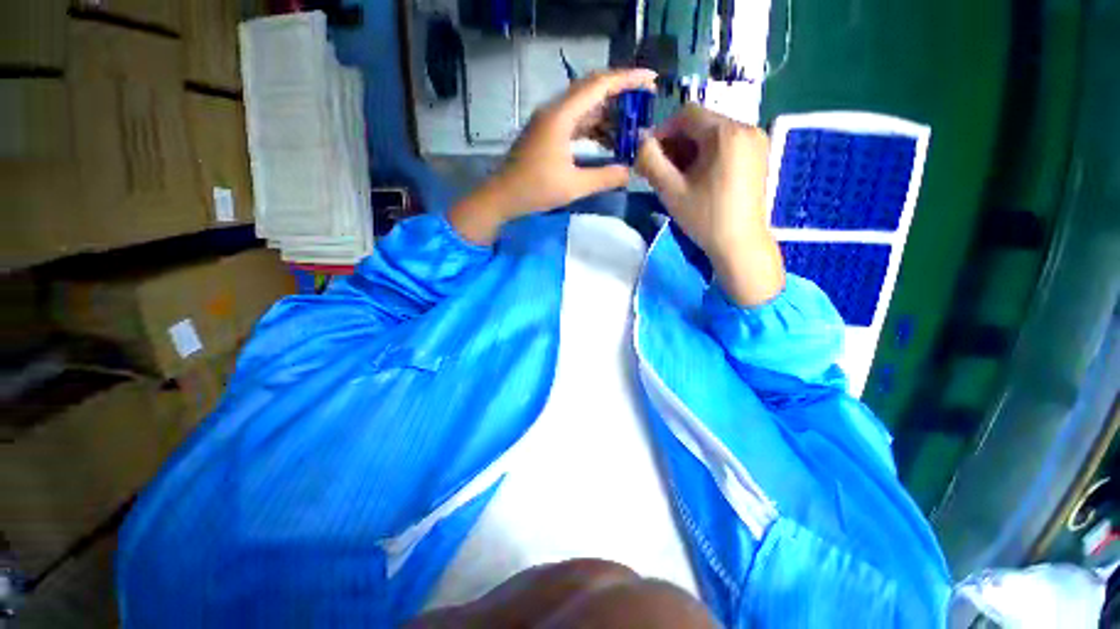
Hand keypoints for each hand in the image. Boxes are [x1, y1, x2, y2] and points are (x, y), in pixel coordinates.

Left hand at [449, 68, 657, 243]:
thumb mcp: (574, 186)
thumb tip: (630, 172)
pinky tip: (608, 140)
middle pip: (592, 90)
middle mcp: (555, 110)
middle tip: (646, 101)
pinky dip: (594, 128)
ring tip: (631, 126)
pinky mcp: (547, 132)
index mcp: (561, 116)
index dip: (627, 79)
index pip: (599, 86)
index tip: (651, 79)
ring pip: (584, 107)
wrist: (502, 196)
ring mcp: (550, 121)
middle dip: (621, 93)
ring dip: (608, 114)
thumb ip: (605, 177)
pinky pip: (576, 121)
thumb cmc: (535, 190)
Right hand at [637, 105, 784, 306]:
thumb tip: (640, 142)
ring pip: (713, 134)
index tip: (650, 155)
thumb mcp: (671, 190)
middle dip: (676, 143)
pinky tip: (697, 178)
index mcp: (727, 132)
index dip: (663, 131)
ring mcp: (756, 141)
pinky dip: (707, 155)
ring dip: (690, 150)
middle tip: (661, 169)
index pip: (687, 114)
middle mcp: (747, 128)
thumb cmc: (705, 218)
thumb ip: (650, 161)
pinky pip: (726, 144)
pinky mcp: (758, 155)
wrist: (740, 244)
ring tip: (678, 177)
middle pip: (701, 123)